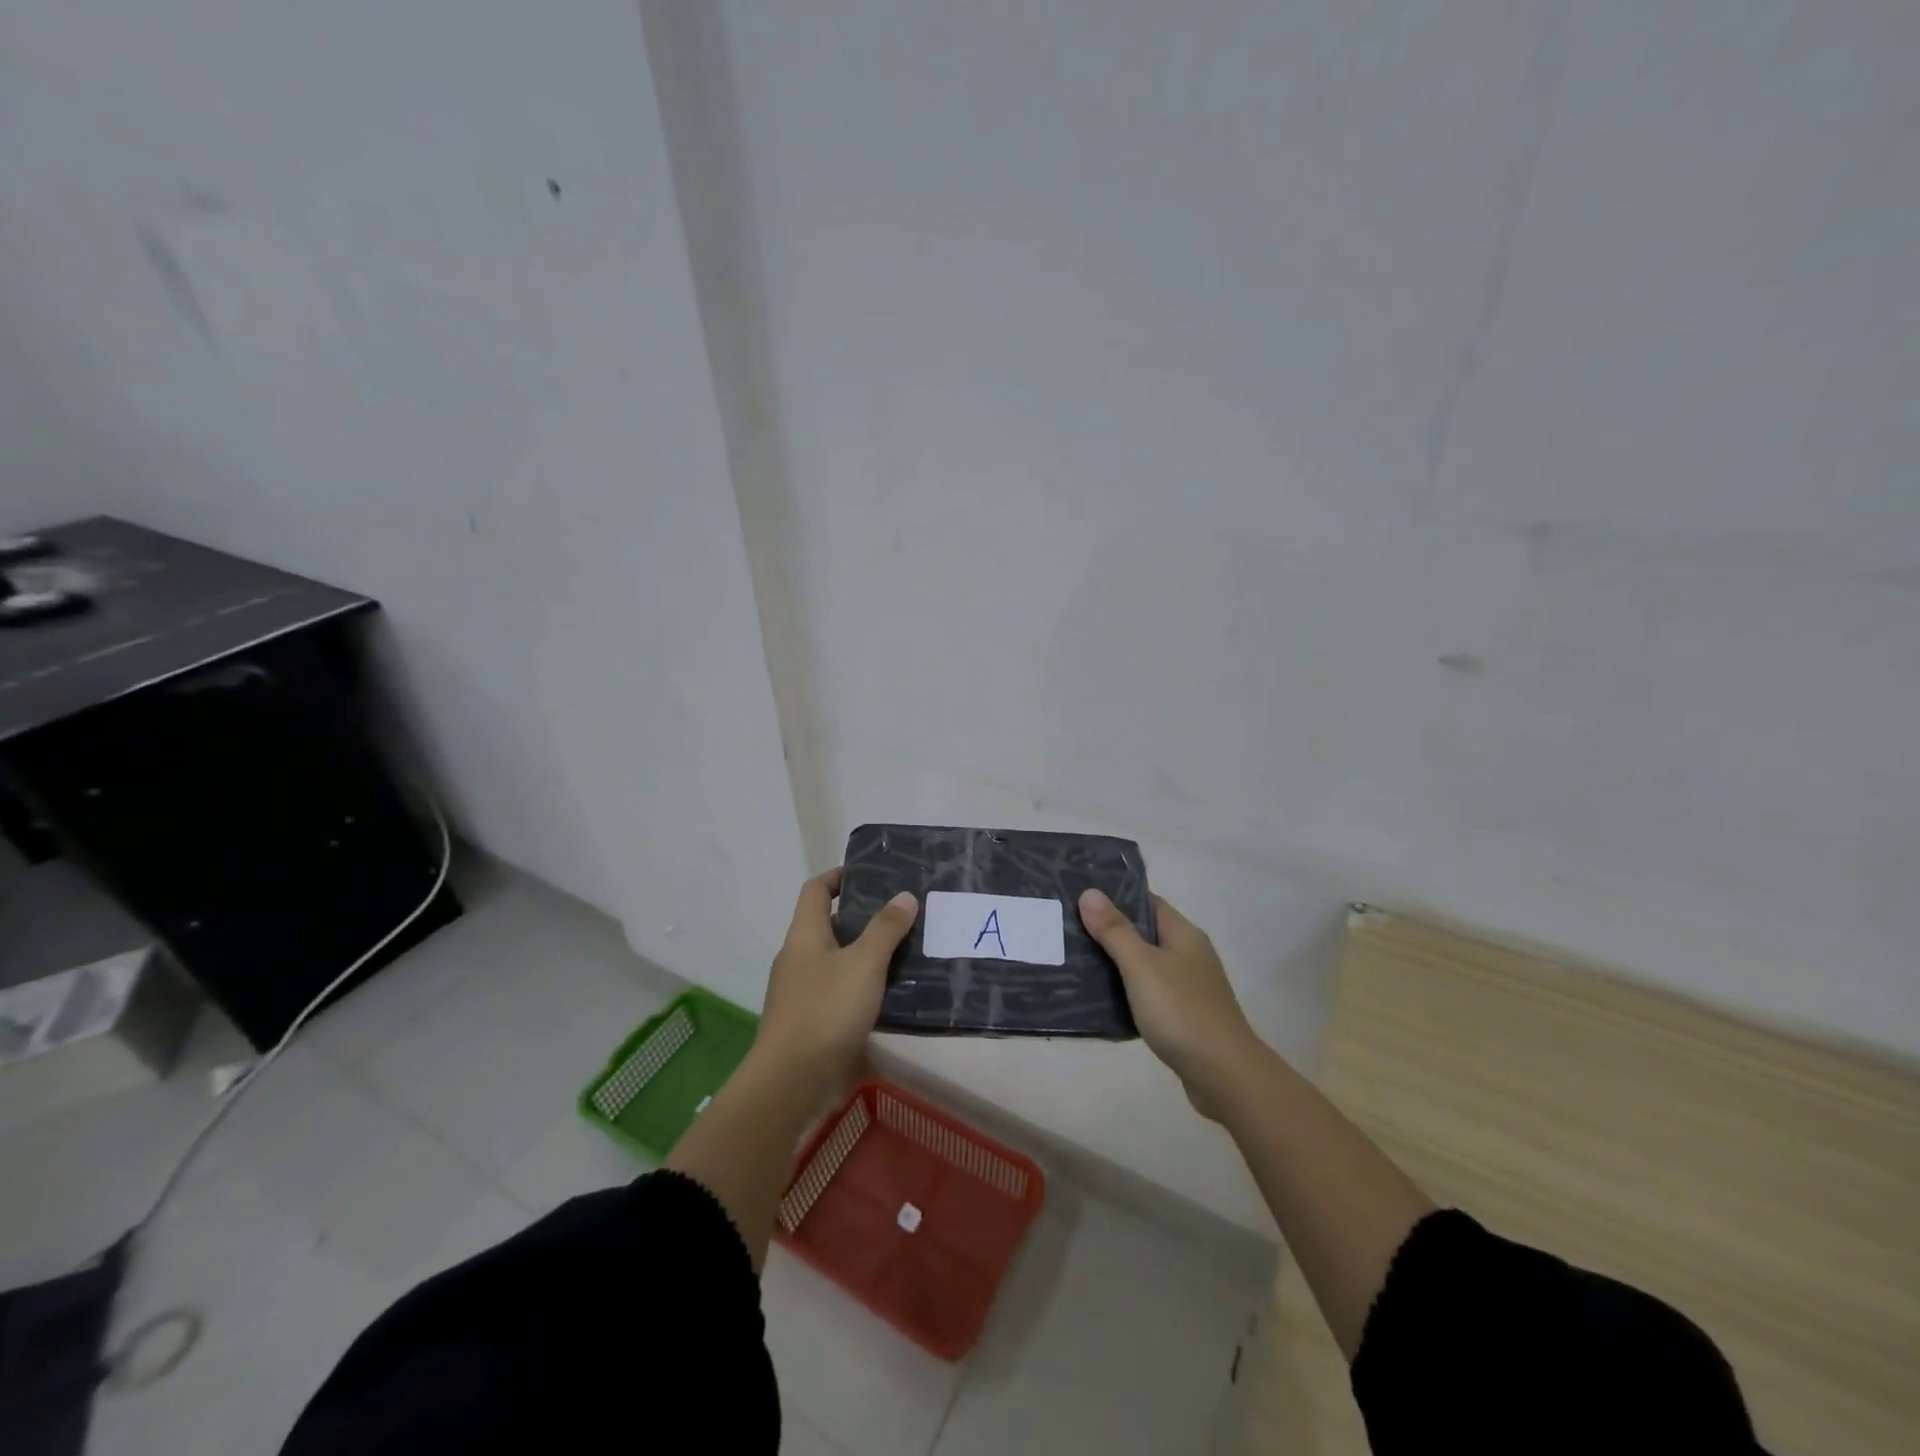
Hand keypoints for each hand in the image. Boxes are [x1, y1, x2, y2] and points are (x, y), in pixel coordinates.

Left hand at [752, 868, 916, 1108]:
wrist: (791, 1082)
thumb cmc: (826, 1010)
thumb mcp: (864, 964)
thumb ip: (885, 928)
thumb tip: (904, 895)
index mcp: (804, 935)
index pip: (816, 890)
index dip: (839, 876)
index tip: (870, 874)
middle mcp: (798, 958)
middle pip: (828, 925)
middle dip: (863, 918)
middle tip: (902, 915)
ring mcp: (801, 992)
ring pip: (837, 961)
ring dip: (866, 955)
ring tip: (905, 952)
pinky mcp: (810, 1022)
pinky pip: (839, 992)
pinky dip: (862, 986)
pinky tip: (890, 995)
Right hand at [1078, 889, 1258, 1119]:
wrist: (1225, 1076)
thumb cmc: (1181, 1012)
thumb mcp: (1141, 966)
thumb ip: (1115, 930)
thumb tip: (1090, 892)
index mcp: (1183, 934)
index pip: (1147, 901)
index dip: (1115, 896)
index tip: (1080, 896)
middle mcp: (1189, 954)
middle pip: (1145, 932)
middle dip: (1109, 931)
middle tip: (1069, 929)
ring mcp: (1190, 986)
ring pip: (1146, 965)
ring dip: (1116, 963)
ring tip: (1076, 962)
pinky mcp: (1185, 1015)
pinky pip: (1150, 993)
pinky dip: (1128, 992)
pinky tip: (1103, 1000)